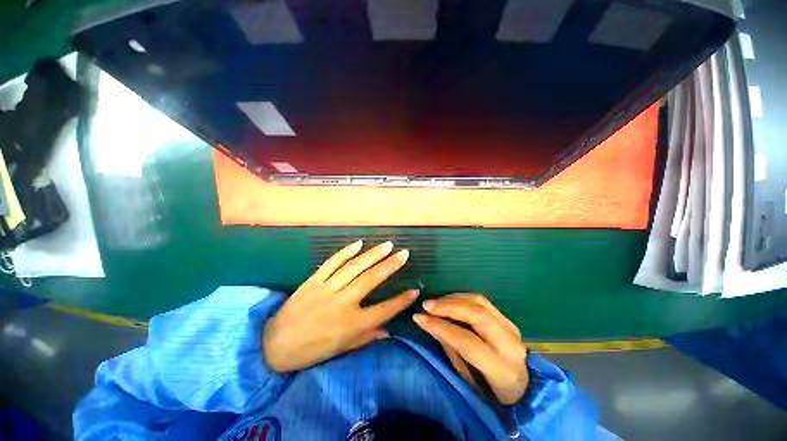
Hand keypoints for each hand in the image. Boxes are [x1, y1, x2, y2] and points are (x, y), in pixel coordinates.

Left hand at [263, 240, 417, 372]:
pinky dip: (346, 252)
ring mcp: (327, 289)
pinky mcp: (314, 280)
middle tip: (404, 253)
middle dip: (390, 266)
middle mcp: (342, 303)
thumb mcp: (342, 349)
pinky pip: (332, 262)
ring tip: (388, 245)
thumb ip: (366, 337)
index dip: (401, 301)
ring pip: (354, 267)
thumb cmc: (311, 351)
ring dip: (373, 254)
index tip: (414, 291)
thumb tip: (388, 330)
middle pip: (371, 280)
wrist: (273, 346)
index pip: (384, 310)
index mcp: (351, 325)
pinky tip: (359, 243)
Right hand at [413, 294, 527, 404]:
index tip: (419, 318)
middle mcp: (511, 344)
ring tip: (435, 302)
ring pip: (480, 302)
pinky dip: (462, 297)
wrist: (523, 389)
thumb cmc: (491, 392)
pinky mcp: (507, 319)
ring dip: (453, 298)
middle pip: (477, 315)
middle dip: (448, 306)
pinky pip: (482, 301)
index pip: (467, 341)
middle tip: (426, 305)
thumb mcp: (468, 379)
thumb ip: (450, 348)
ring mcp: (511, 327)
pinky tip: (449, 300)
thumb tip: (429, 323)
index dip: (441, 327)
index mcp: (502, 369)